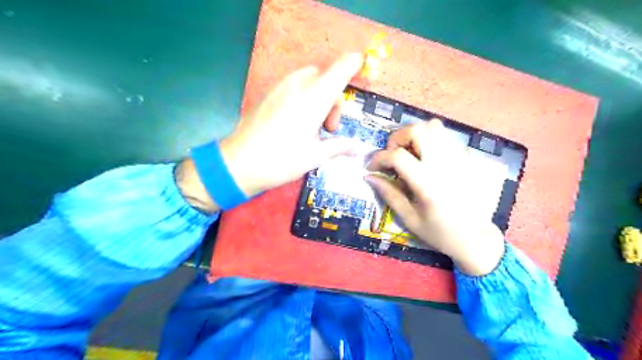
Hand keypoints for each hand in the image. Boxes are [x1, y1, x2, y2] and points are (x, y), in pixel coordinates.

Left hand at [178, 54, 362, 213]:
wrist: (239, 164)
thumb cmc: (281, 161)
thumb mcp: (314, 157)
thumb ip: (339, 147)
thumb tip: (358, 149)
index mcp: (313, 100)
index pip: (339, 70)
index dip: (353, 64)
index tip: (361, 66)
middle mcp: (297, 87)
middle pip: (325, 77)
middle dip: (333, 98)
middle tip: (329, 127)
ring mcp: (279, 88)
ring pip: (308, 79)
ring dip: (318, 96)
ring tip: (312, 126)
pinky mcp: (268, 94)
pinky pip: (293, 85)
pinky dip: (304, 96)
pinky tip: (296, 121)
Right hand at [366, 120, 507, 273]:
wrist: (476, 238)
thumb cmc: (440, 233)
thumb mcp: (409, 218)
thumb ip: (389, 194)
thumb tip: (369, 177)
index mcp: (427, 183)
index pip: (397, 156)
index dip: (379, 158)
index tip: (372, 168)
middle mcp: (444, 165)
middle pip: (417, 131)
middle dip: (397, 138)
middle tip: (392, 154)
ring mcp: (458, 159)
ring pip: (434, 127)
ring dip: (415, 135)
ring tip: (409, 152)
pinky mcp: (467, 159)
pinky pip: (446, 137)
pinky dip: (430, 140)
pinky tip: (426, 158)